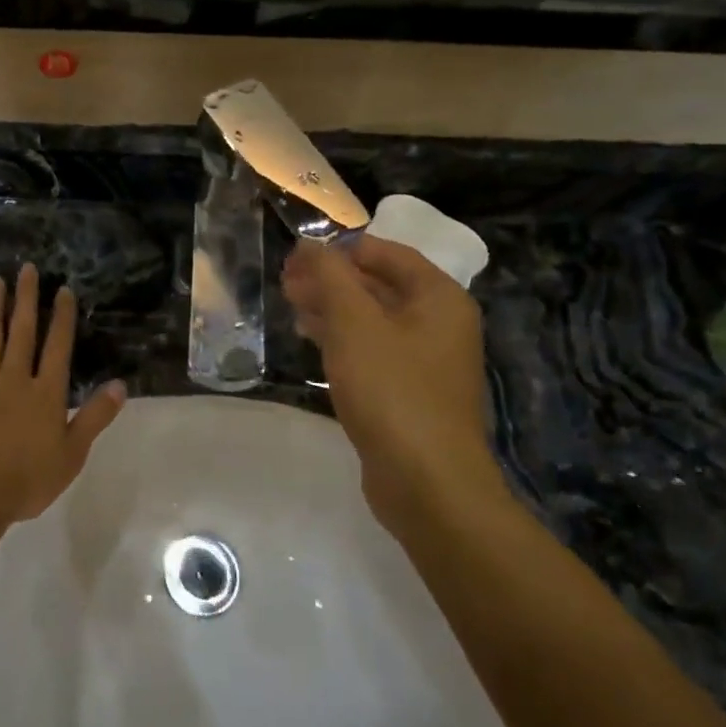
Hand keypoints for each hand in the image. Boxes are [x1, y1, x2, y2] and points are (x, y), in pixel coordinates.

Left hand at [0, 264, 126, 534]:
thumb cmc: (26, 480)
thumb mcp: (72, 454)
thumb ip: (95, 417)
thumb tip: (121, 384)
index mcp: (45, 393)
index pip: (57, 346)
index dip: (62, 317)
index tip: (63, 290)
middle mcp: (13, 379)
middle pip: (22, 332)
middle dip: (26, 299)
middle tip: (27, 269)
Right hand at [282, 237, 501, 523]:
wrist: (427, 482)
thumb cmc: (392, 390)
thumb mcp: (354, 324)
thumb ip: (330, 276)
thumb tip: (311, 244)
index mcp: (438, 297)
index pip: (385, 252)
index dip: (340, 248)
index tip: (297, 254)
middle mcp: (439, 322)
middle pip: (378, 284)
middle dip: (331, 278)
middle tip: (286, 280)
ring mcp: (426, 359)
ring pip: (373, 318)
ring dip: (332, 307)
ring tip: (291, 304)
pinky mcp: (410, 390)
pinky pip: (373, 349)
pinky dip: (343, 338)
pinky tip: (311, 339)